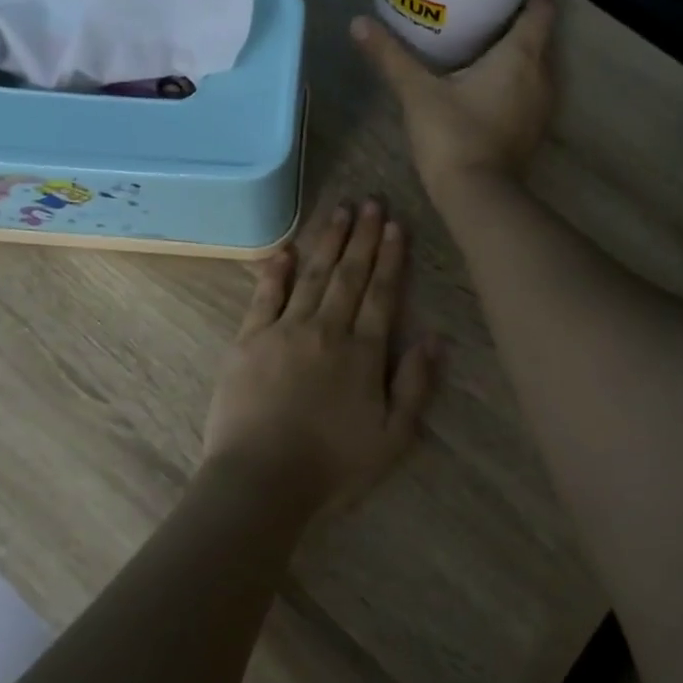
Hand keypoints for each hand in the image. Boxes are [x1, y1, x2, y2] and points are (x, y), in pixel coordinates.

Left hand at [202, 199, 439, 511]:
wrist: (261, 479)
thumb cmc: (332, 466)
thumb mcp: (393, 438)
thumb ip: (415, 385)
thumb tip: (434, 338)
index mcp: (363, 353)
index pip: (382, 294)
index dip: (390, 258)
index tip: (396, 226)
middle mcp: (327, 330)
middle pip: (349, 275)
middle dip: (362, 237)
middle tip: (371, 202)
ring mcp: (285, 331)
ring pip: (312, 276)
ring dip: (327, 242)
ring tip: (339, 211)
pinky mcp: (249, 340)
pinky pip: (265, 296)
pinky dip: (275, 270)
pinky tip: (286, 249)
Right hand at [351, 0, 557, 204]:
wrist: (476, 197)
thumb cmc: (453, 136)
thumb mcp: (417, 93)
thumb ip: (390, 56)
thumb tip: (358, 23)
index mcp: (521, 55)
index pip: (542, 6)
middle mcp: (542, 75)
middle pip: (539, 33)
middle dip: (517, 16)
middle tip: (484, 3)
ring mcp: (540, 106)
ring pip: (535, 64)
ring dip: (516, 50)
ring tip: (482, 38)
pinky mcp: (531, 130)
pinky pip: (528, 89)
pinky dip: (513, 78)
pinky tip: (485, 81)